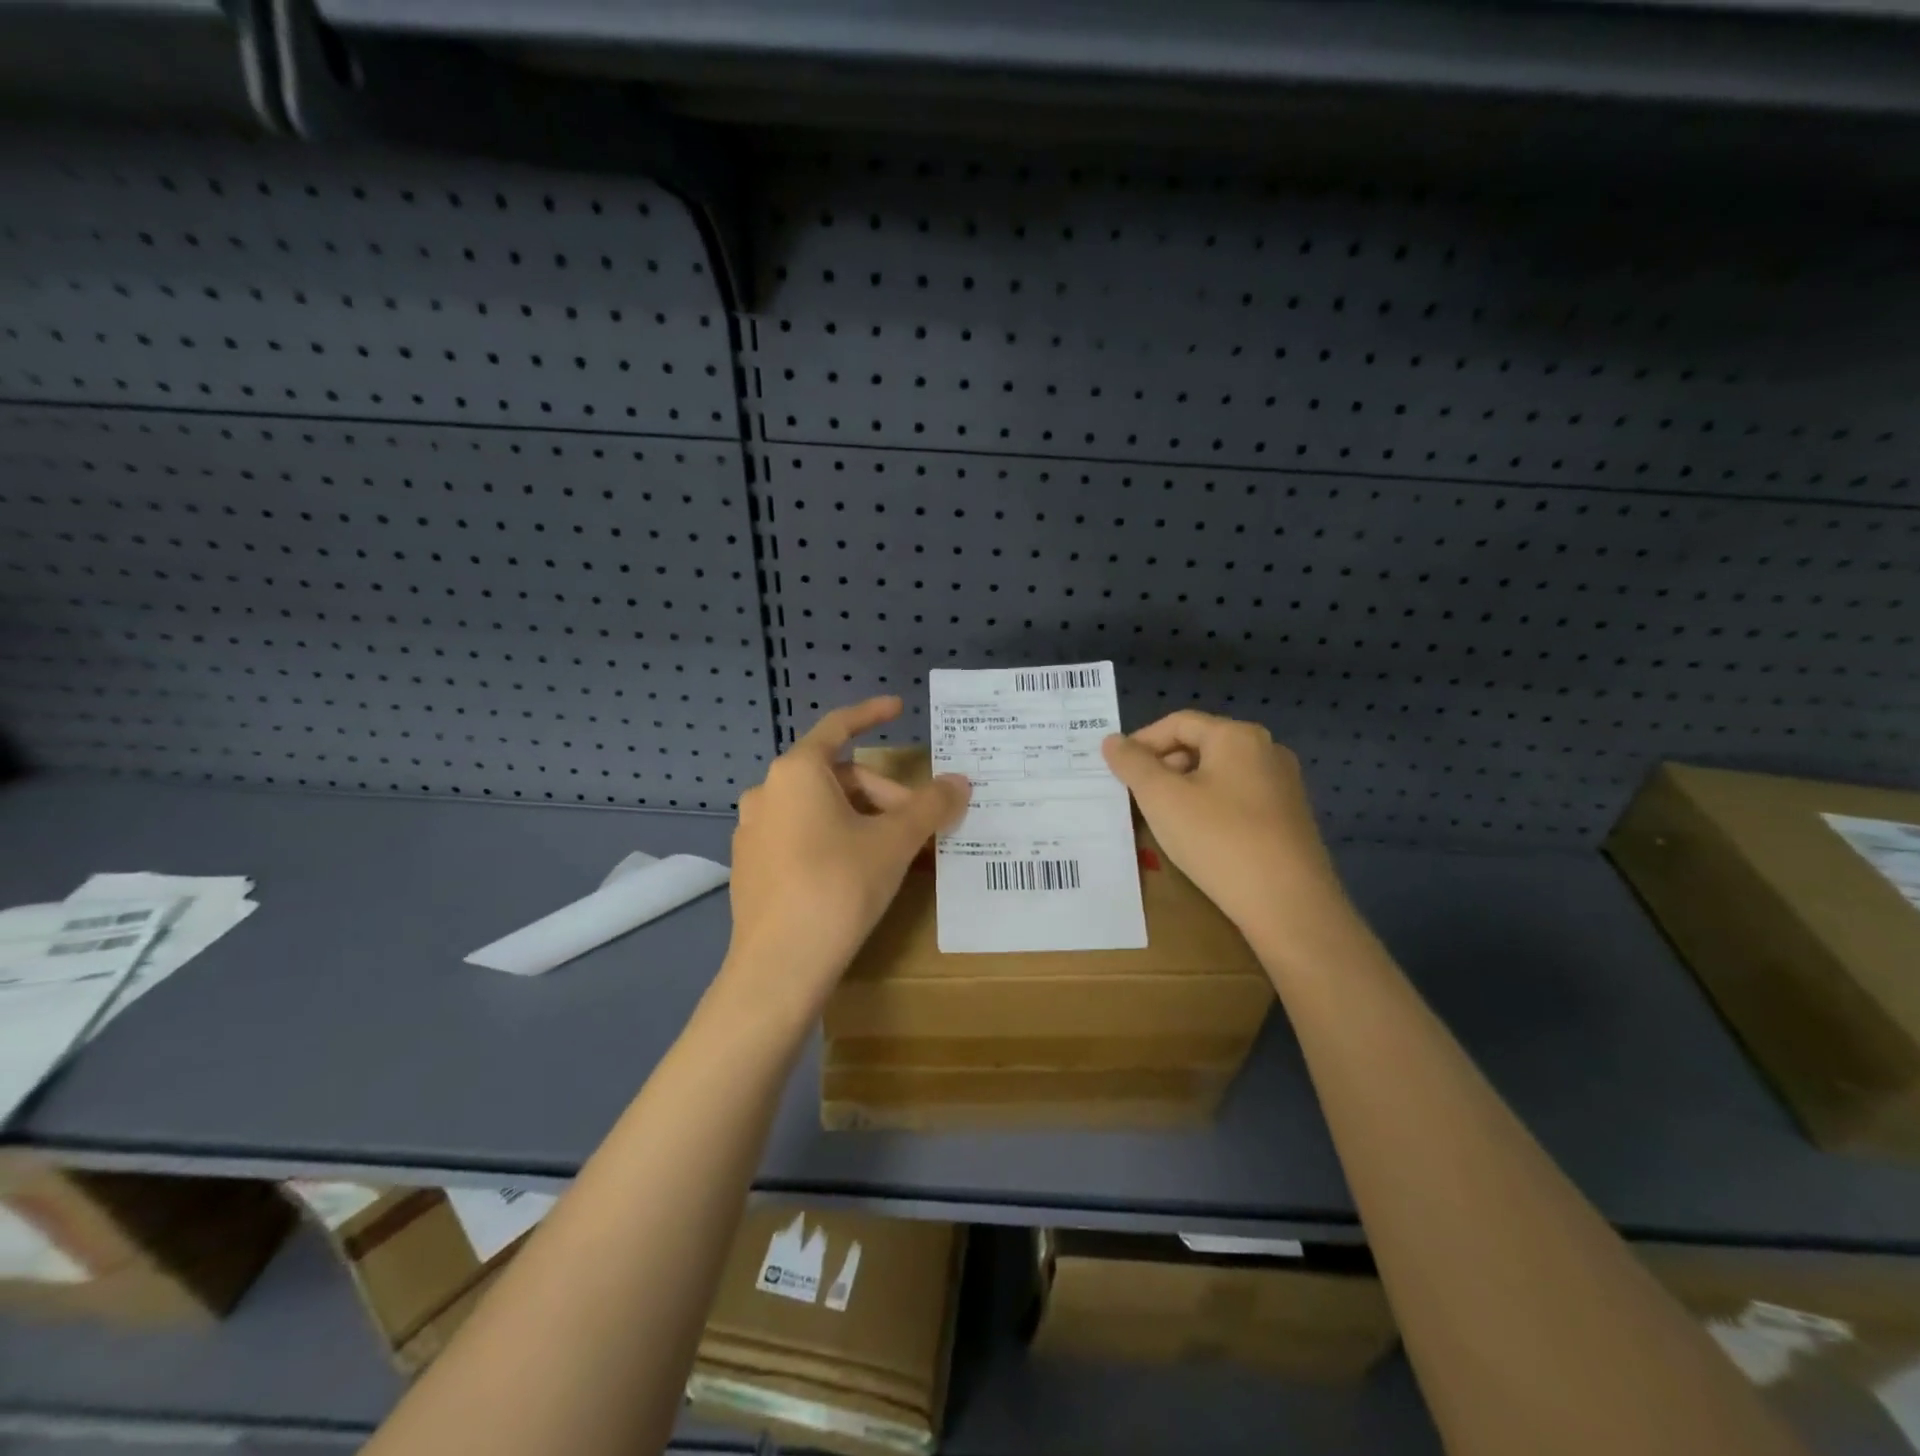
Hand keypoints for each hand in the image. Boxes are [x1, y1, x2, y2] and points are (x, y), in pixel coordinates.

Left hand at [723, 696, 968, 1020]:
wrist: (779, 967)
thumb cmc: (839, 887)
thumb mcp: (895, 842)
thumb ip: (931, 805)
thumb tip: (961, 782)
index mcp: (797, 772)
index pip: (839, 727)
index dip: (871, 714)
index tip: (898, 708)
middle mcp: (767, 792)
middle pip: (838, 778)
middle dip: (883, 795)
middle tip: (918, 827)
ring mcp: (753, 832)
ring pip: (819, 810)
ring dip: (861, 820)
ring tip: (893, 853)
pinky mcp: (750, 868)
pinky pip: (799, 837)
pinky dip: (833, 841)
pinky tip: (855, 875)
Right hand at [1102, 712, 1354, 955]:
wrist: (1289, 905)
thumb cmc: (1219, 839)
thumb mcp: (1162, 798)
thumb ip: (1133, 764)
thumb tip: (1112, 741)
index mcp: (1237, 736)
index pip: (1178, 722)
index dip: (1141, 742)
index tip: (1116, 770)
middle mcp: (1267, 751)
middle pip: (1201, 745)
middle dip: (1162, 767)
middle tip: (1135, 796)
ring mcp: (1284, 786)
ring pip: (1219, 775)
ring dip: (1184, 789)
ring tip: (1161, 818)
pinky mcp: (1290, 820)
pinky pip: (1238, 800)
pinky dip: (1210, 808)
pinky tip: (1197, 837)